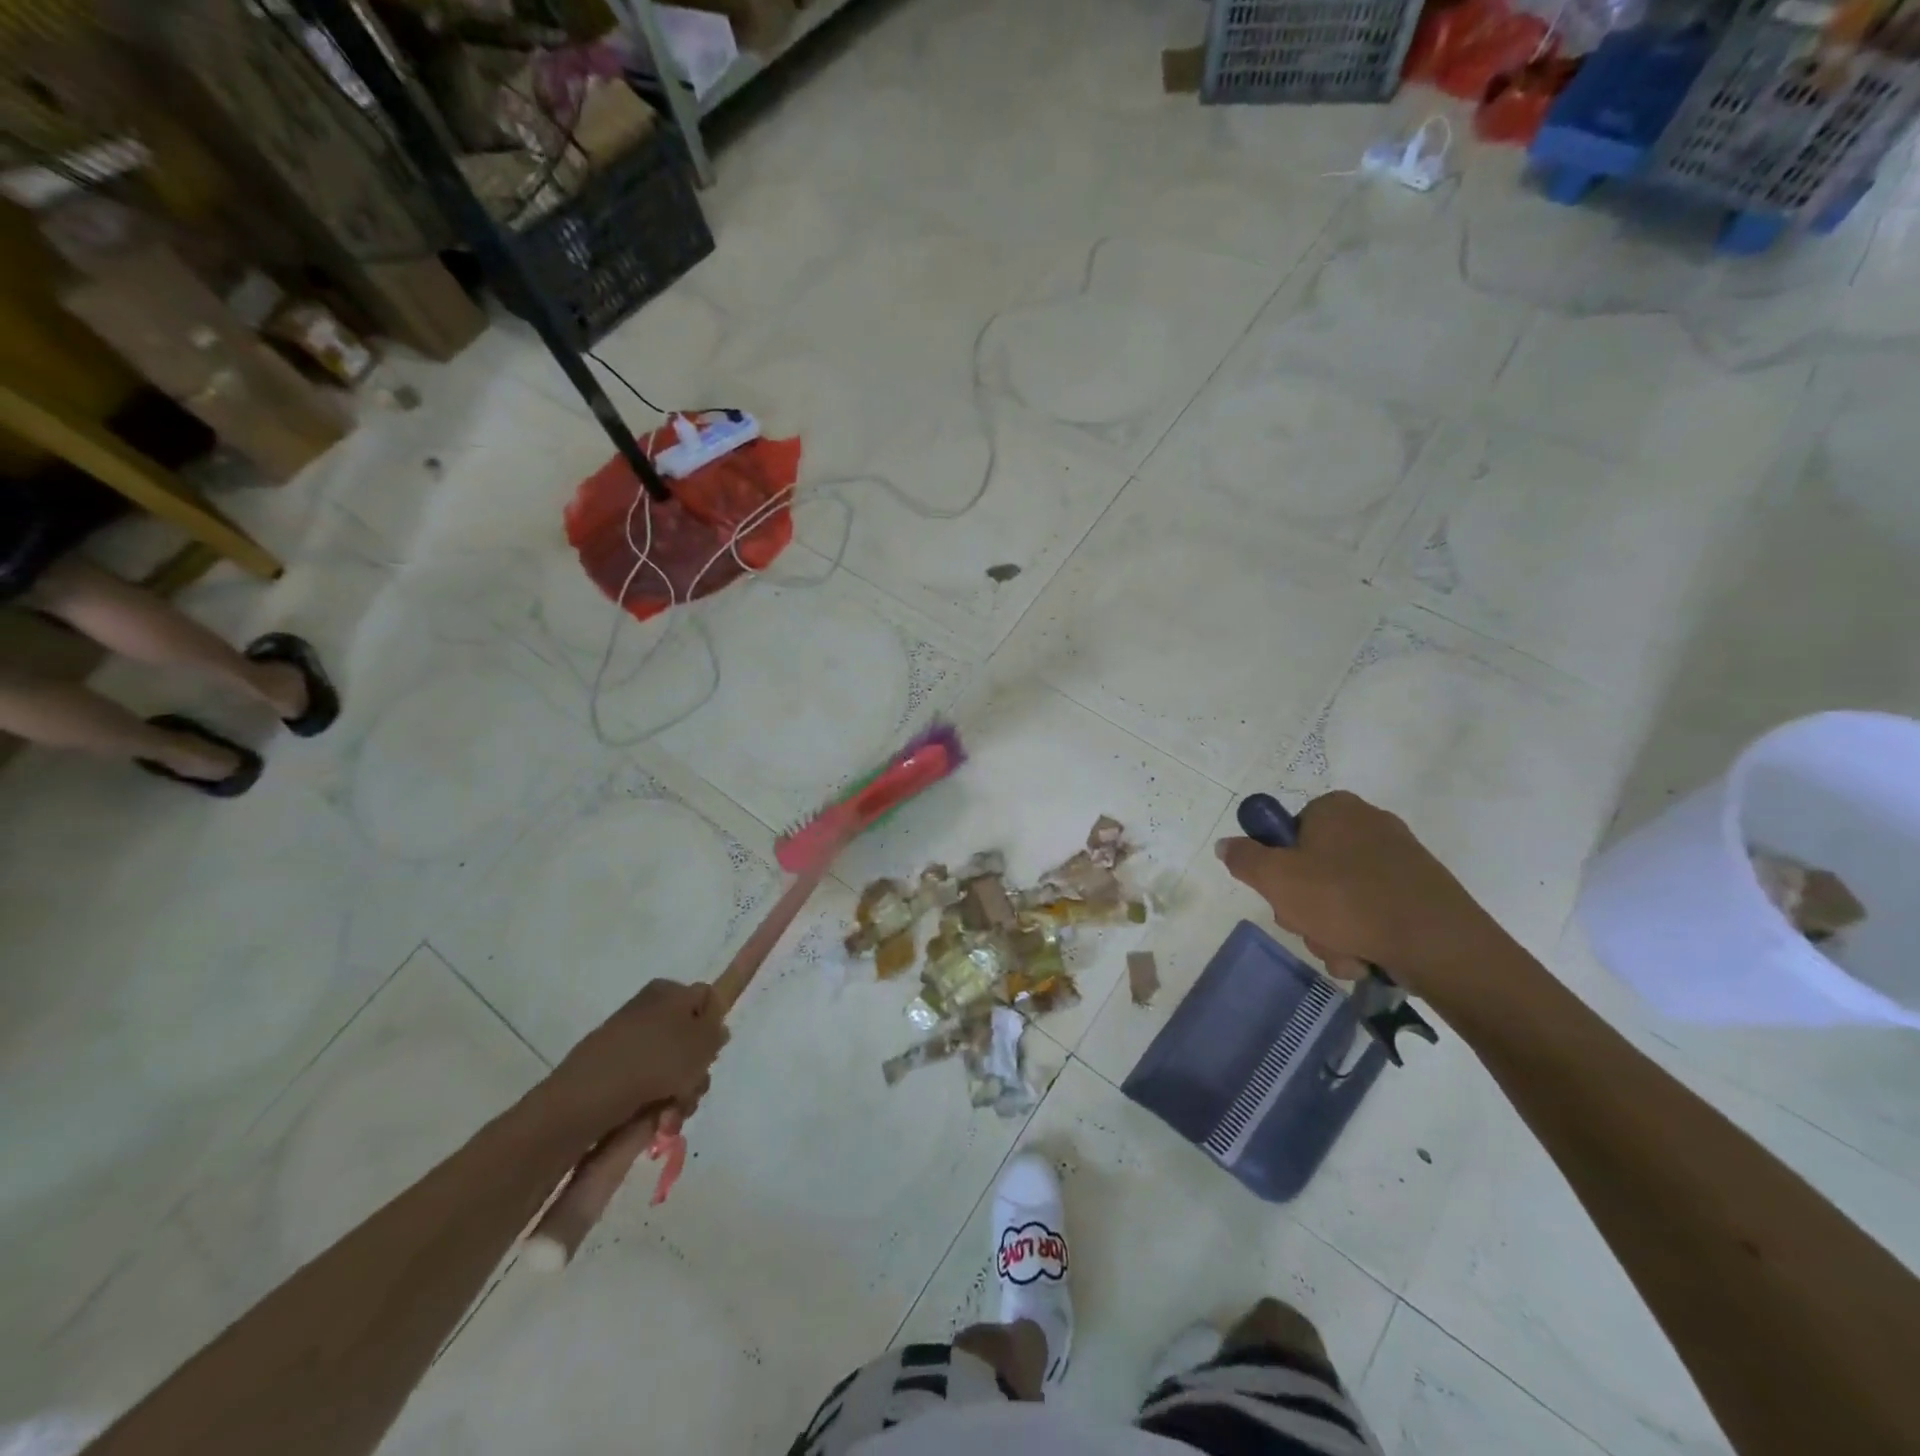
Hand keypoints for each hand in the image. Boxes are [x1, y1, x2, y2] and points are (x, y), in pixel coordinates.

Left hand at [554, 980, 729, 1136]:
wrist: (589, 1095)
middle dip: (696, 1071)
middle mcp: (650, 1008)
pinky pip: (645, 1081)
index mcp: (671, 991)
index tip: (711, 1056)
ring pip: (669, 1065)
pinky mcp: (611, 1067)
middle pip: (689, 1039)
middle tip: (692, 1091)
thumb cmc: (656, 1060)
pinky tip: (654, 1120)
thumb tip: (716, 1028)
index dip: (714, 1030)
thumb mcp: (703, 1041)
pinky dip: (654, 1101)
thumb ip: (717, 1031)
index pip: (707, 1001)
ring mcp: (628, 1038)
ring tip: (671, 1114)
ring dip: (679, 1092)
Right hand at [1214, 790, 1507, 992]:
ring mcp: (1399, 858)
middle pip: (1311, 867)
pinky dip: (1363, 935)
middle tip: (1309, 927)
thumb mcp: (1276, 878)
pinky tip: (1366, 956)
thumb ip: (1244, 858)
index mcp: (1335, 808)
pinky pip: (1373, 911)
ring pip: (1340, 896)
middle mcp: (1368, 823)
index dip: (1277, 866)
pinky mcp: (1421, 890)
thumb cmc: (1347, 901)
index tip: (1282, 893)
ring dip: (1330, 929)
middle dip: (1304, 907)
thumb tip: (1226, 845)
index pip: (1286, 832)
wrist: (1440, 945)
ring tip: (1343, 951)